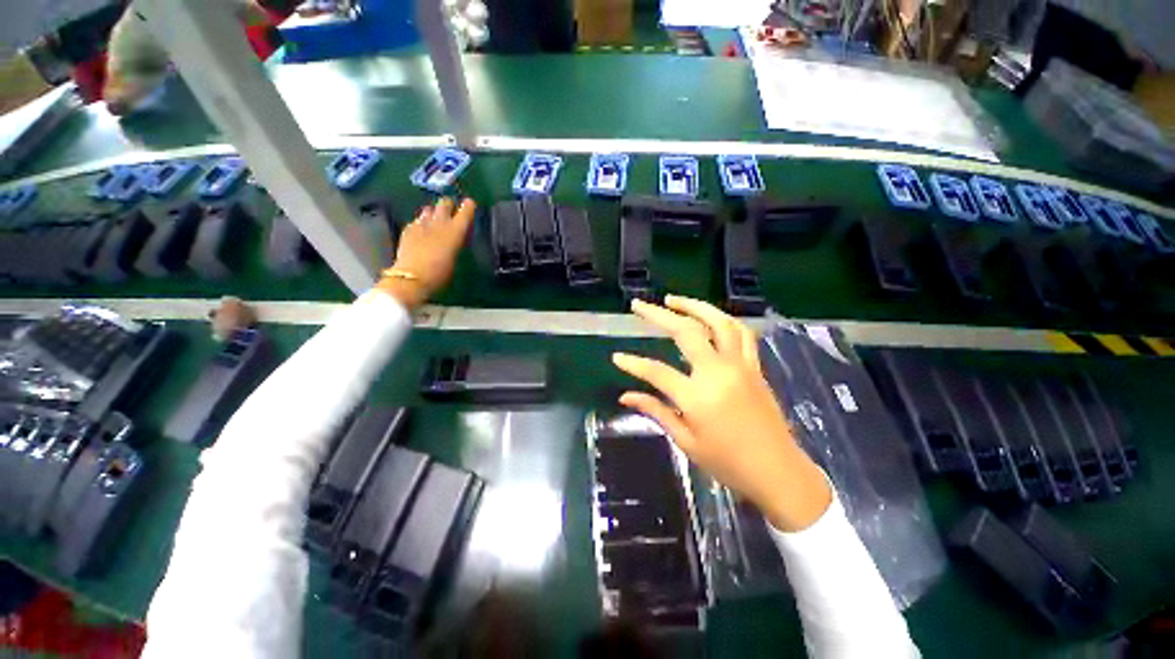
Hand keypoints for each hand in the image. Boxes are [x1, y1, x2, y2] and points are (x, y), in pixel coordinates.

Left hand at [378, 197, 474, 309]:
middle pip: (444, 204)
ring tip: (434, 220)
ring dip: (433, 213)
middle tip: (450, 210)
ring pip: (428, 209)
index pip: (465, 212)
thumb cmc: (440, 273)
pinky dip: (421, 223)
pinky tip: (421, 231)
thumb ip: (454, 243)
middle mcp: (439, 223)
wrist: (412, 277)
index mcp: (455, 231)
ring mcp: (421, 224)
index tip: (469, 203)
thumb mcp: (454, 258)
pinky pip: (417, 220)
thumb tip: (453, 238)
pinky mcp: (408, 229)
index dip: (468, 206)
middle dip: (448, 205)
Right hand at [612, 295, 831, 531]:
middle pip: (686, 331)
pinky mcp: (754, 367)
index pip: (656, 371)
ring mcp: (740, 365)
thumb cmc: (728, 463)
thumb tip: (625, 396)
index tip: (617, 357)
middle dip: (658, 314)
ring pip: (718, 322)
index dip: (633, 363)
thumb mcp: (686, 441)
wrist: (778, 472)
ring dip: (694, 306)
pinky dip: (723, 320)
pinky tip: (710, 318)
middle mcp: (718, 372)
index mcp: (697, 396)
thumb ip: (656, 411)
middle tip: (639, 305)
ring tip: (673, 300)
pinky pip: (741, 333)